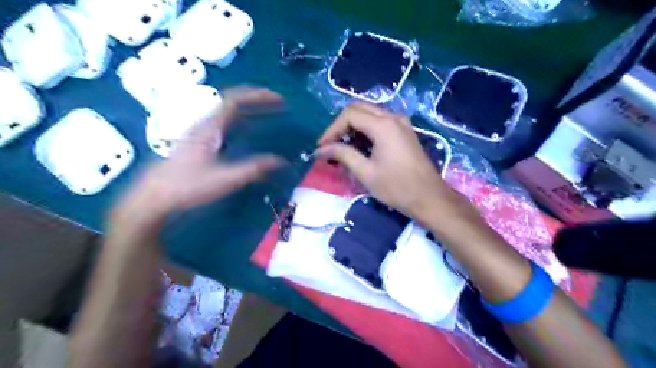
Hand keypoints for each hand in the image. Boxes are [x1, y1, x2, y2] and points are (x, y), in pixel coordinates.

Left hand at [112, 87, 283, 227]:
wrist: (153, 198)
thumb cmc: (188, 186)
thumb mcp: (225, 179)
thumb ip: (254, 169)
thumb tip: (281, 161)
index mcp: (210, 127)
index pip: (235, 100)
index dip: (258, 96)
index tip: (279, 99)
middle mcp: (205, 125)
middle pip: (232, 102)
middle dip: (257, 100)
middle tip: (278, 105)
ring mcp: (200, 133)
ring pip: (228, 113)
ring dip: (249, 110)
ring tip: (267, 114)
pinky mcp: (199, 143)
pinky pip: (225, 124)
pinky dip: (241, 122)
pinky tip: (247, 132)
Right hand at [316, 102, 472, 220]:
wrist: (428, 198)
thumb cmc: (397, 187)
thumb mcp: (365, 172)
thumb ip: (342, 155)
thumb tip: (320, 149)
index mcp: (383, 125)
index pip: (349, 115)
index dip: (332, 129)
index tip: (322, 147)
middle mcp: (393, 117)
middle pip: (358, 108)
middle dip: (340, 125)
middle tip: (330, 145)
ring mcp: (400, 123)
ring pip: (369, 114)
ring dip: (352, 127)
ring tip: (342, 148)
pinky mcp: (404, 131)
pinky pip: (379, 122)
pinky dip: (365, 130)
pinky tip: (359, 146)